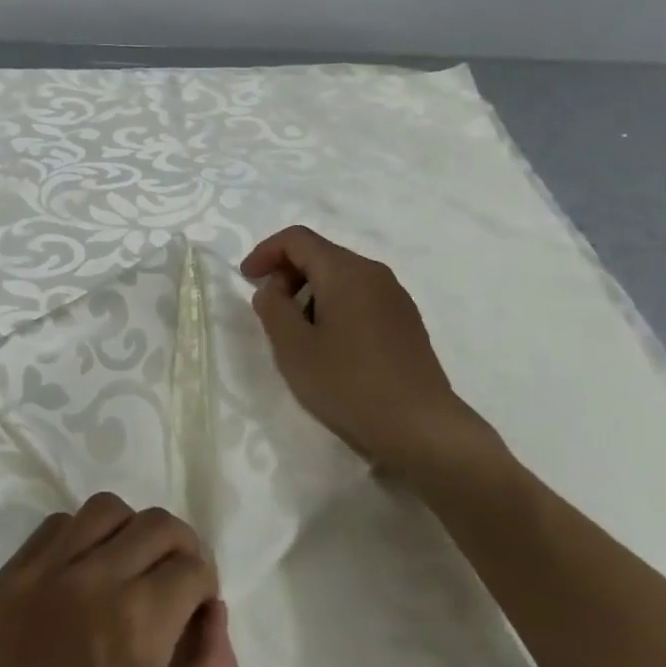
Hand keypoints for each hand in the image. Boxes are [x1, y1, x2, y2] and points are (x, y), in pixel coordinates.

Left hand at [0, 494, 237, 666]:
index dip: (205, 588)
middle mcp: (93, 578)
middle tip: (174, 587)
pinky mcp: (10, 574)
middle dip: (181, 549)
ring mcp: (45, 570)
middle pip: (157, 525)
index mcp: (137, 622)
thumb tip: (214, 611)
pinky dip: (83, 535)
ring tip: (130, 570)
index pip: (194, 567)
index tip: (195, 614)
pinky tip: (84, 573)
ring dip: (133, 532)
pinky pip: (58, 524)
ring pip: (107, 509)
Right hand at [241, 225, 509, 488]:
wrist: (419, 427)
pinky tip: (329, 346)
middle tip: (269, 311)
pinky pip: (360, 298)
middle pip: (321, 255)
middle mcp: (374, 274)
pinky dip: (334, 307)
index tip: (246, 280)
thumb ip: (273, 308)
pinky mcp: (406, 322)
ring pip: (341, 278)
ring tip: (297, 334)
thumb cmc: (348, 384)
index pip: (297, 239)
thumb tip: (272, 289)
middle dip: (287, 274)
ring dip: (310, 293)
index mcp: (346, 272)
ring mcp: (395, 297)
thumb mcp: (294, 348)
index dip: (265, 252)